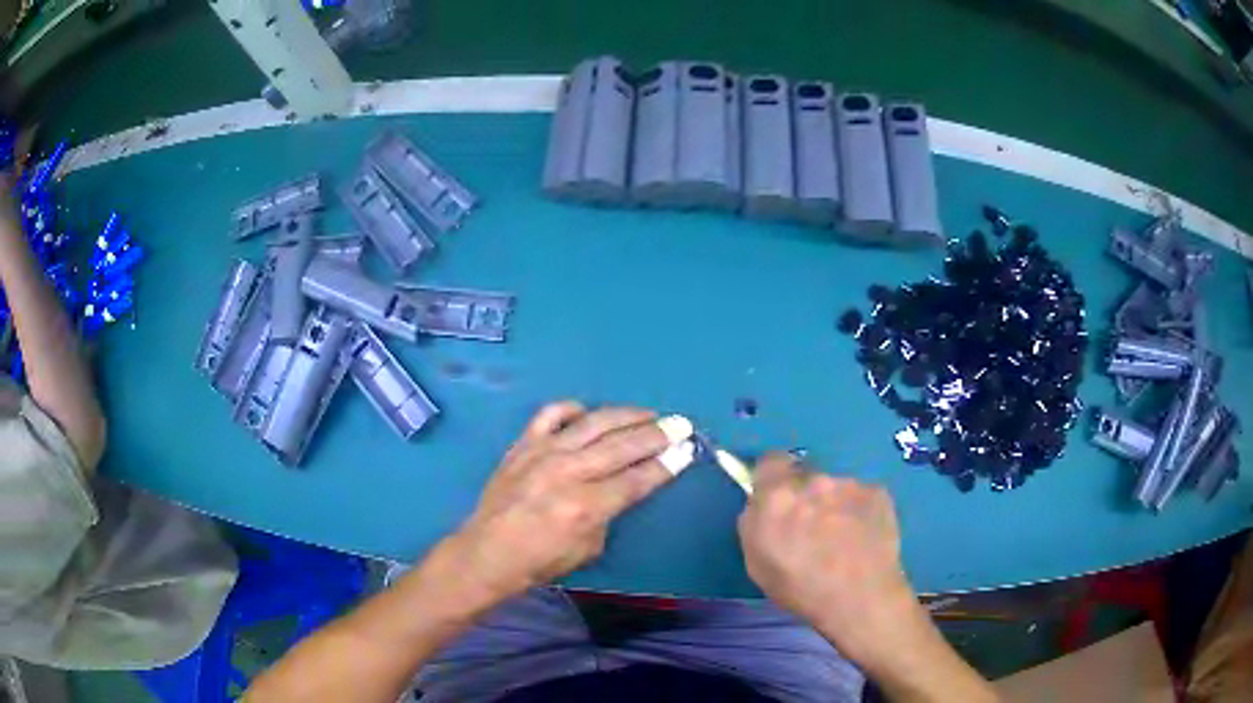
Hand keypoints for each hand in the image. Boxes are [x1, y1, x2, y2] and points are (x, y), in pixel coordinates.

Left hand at [448, 402, 688, 600]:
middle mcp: (567, 472)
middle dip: (658, 434)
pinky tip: (589, 413)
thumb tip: (625, 485)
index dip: (667, 464)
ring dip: (627, 415)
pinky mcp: (523, 444)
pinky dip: (574, 409)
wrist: (487, 552)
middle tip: (681, 424)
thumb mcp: (588, 549)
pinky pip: (551, 414)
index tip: (688, 450)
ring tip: (649, 413)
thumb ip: (610, 513)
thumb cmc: (540, 561)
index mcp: (585, 506)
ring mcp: (542, 453)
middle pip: (622, 445)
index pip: (637, 478)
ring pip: (594, 423)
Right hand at [738, 454, 928, 668]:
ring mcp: (849, 483)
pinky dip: (859, 513)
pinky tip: (863, 539)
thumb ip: (754, 523)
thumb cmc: (801, 588)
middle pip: (804, 477)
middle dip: (805, 497)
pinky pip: (860, 497)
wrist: (860, 598)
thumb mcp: (756, 563)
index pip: (769, 462)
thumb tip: (761, 505)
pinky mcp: (877, 491)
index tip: (776, 501)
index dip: (771, 479)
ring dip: (833, 506)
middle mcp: (813, 480)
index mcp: (777, 495)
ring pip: (834, 488)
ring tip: (843, 540)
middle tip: (812, 529)